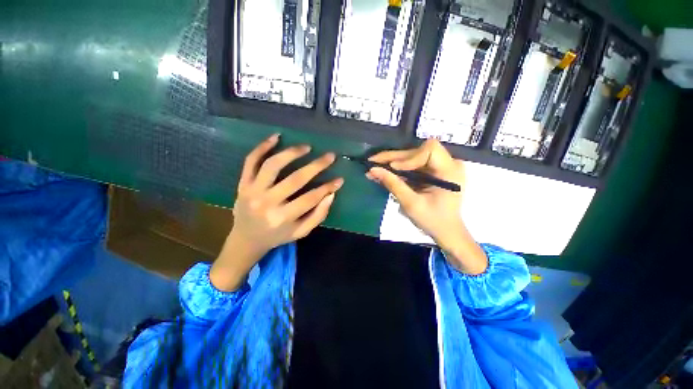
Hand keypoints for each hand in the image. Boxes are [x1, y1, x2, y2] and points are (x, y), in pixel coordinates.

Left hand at [211, 134, 343, 289]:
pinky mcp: (242, 183)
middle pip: (295, 179)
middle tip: (330, 156)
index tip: (340, 179)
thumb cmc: (277, 236)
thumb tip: (331, 194)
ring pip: (272, 165)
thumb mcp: (301, 232)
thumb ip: (318, 215)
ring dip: (291, 152)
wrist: (246, 239)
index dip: (327, 187)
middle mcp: (267, 203)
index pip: (310, 198)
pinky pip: (250, 161)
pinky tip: (276, 137)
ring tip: (306, 147)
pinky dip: (262, 147)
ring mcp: (252, 191)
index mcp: (282, 218)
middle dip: (316, 166)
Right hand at [367, 139, 486, 274]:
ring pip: (413, 156)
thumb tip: (372, 170)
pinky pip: (413, 164)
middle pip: (417, 151)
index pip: (430, 150)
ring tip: (374, 167)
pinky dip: (398, 169)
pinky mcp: (433, 171)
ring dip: (393, 162)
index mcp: (450, 171)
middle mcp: (448, 163)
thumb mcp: (411, 204)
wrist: (446, 231)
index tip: (393, 168)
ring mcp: (441, 166)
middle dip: (393, 157)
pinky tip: (384, 172)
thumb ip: (393, 184)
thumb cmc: (433, 221)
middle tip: (372, 161)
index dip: (409, 157)